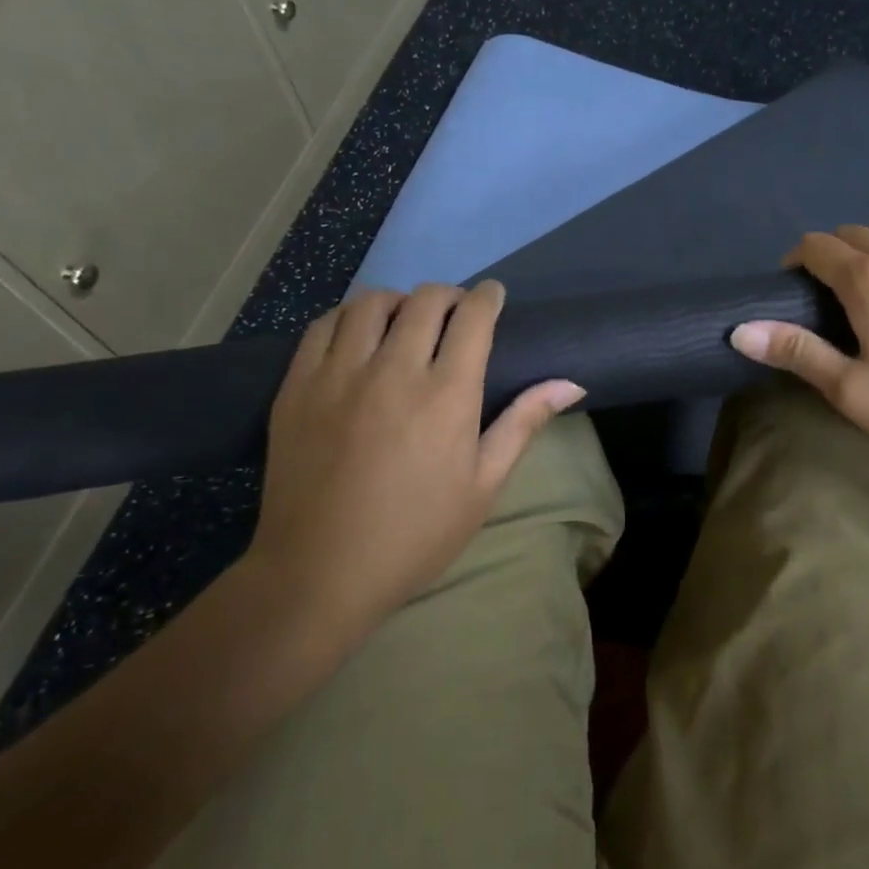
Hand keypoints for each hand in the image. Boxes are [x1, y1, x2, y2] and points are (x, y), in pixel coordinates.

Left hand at [248, 281, 584, 642]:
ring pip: (371, 303)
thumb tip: (571, 383)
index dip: (487, 297)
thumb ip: (524, 424)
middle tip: (454, 313)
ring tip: (405, 321)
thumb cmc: (417, 533)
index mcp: (447, 395)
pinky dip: (348, 318)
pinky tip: (357, 336)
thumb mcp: (484, 485)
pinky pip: (323, 327)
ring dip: (398, 301)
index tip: (493, 296)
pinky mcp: (296, 388)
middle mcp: (393, 370)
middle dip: (448, 295)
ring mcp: (338, 375)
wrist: (320, 573)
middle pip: (425, 300)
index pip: (472, 317)